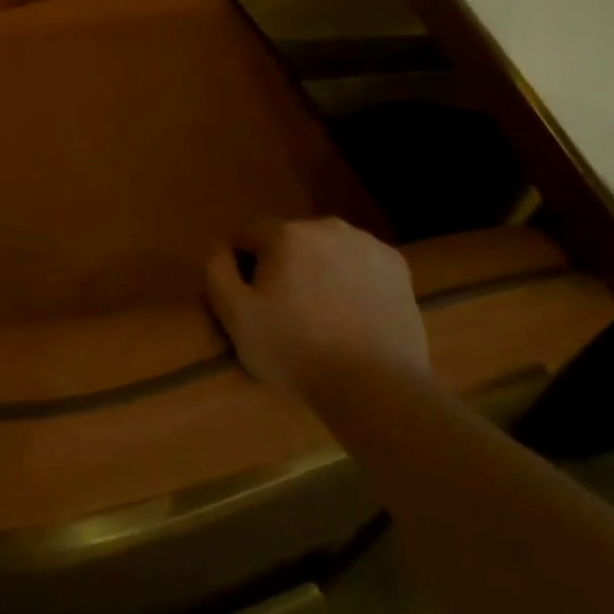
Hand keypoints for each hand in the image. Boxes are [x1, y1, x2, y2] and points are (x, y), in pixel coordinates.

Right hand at [205, 217, 427, 394]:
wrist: (376, 386)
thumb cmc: (296, 351)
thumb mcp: (236, 317)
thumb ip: (218, 272)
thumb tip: (222, 249)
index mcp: (285, 234)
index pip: (249, 233)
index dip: (244, 263)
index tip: (252, 298)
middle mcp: (325, 226)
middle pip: (290, 239)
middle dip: (284, 265)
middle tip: (288, 310)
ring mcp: (365, 243)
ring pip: (328, 249)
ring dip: (320, 269)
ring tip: (325, 315)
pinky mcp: (396, 265)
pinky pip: (361, 263)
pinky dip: (354, 279)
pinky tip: (356, 314)